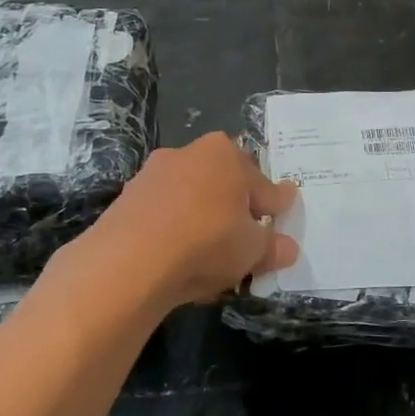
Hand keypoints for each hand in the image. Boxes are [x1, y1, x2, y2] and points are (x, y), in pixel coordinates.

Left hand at [83, 133, 298, 309]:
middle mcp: (188, 153)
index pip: (262, 184)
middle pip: (223, 185)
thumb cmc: (207, 242)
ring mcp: (152, 175)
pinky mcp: (126, 200)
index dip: (274, 207)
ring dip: (203, 221)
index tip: (281, 220)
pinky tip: (179, 260)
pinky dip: (174, 232)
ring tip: (211, 256)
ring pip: (191, 199)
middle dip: (235, 209)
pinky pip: (163, 216)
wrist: (129, 262)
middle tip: (246, 240)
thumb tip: (288, 247)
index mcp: (225, 153)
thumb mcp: (253, 250)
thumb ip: (274, 247)